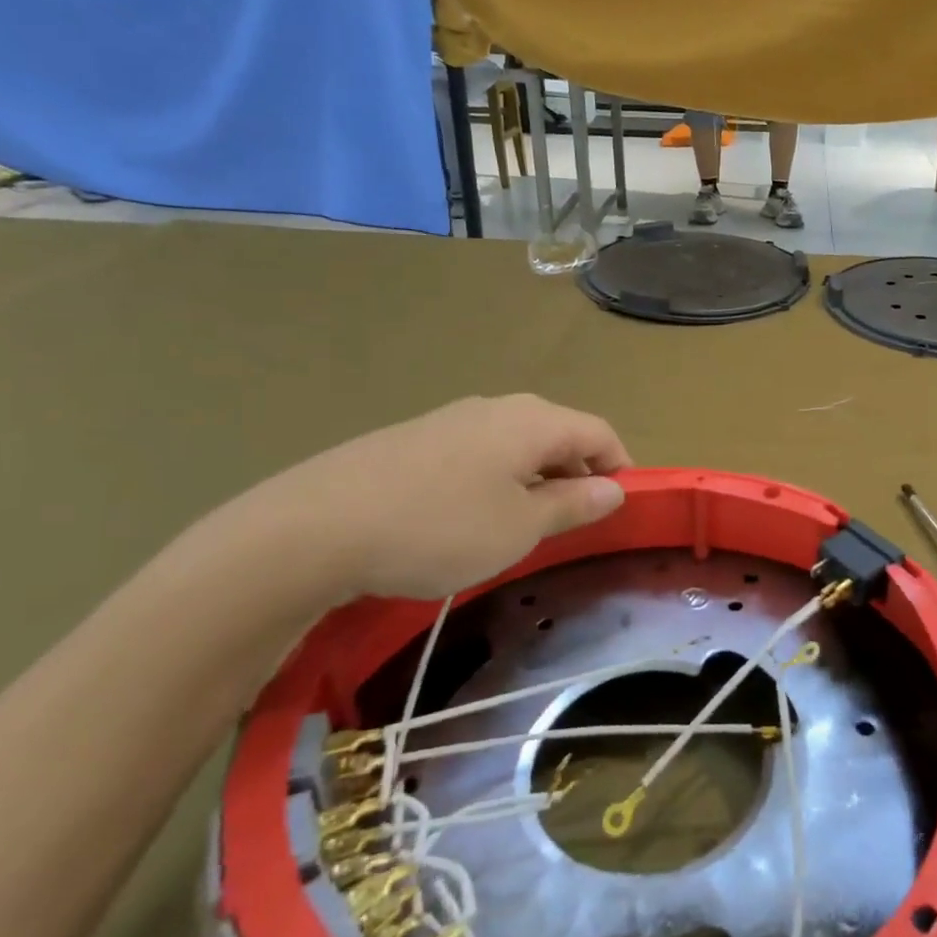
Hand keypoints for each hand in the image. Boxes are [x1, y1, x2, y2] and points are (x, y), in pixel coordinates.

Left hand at [237, 394, 631, 602]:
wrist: (314, 527)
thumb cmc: (439, 528)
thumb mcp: (520, 527)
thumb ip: (573, 504)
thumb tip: (615, 488)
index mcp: (532, 421)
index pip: (599, 431)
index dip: (620, 465)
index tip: (622, 505)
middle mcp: (496, 408)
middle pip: (558, 432)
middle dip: (577, 472)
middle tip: (575, 520)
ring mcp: (450, 419)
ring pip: (515, 443)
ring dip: (535, 477)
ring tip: (523, 523)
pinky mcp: (413, 438)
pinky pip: (477, 452)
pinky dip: (495, 478)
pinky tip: (469, 516)